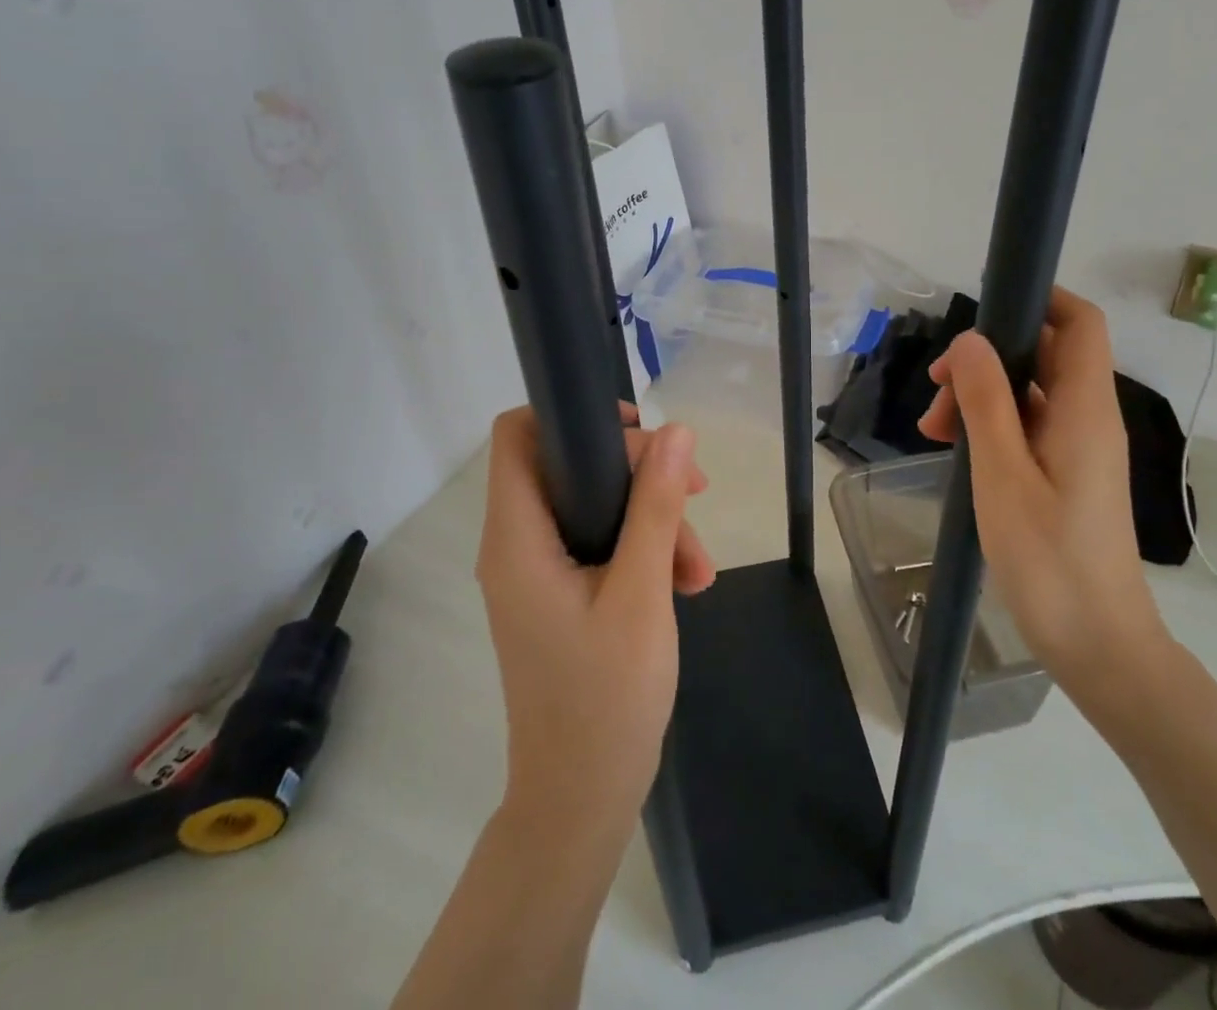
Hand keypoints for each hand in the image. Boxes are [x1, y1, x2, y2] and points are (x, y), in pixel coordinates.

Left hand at [478, 404, 715, 843]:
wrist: (581, 800)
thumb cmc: (606, 697)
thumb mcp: (642, 591)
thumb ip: (656, 506)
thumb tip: (677, 430)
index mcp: (517, 538)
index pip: (518, 436)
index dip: (571, 416)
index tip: (637, 432)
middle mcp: (516, 546)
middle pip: (570, 467)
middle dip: (639, 474)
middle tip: (697, 492)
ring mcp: (536, 572)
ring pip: (594, 507)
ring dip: (653, 521)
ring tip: (700, 568)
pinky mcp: (557, 595)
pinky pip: (599, 545)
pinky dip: (643, 552)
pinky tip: (686, 584)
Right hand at [917, 288, 1171, 715]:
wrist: (1098, 645)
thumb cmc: (1049, 560)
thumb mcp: (1002, 475)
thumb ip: (986, 401)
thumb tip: (970, 338)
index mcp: (1084, 408)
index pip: (1079, 322)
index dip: (1039, 298)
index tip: (981, 310)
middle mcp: (1087, 417)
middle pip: (1042, 353)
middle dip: (985, 358)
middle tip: (936, 393)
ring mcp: (1078, 447)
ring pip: (1028, 392)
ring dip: (980, 396)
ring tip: (933, 432)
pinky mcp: (1066, 474)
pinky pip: (1027, 426)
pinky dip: (990, 427)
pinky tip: (954, 451)